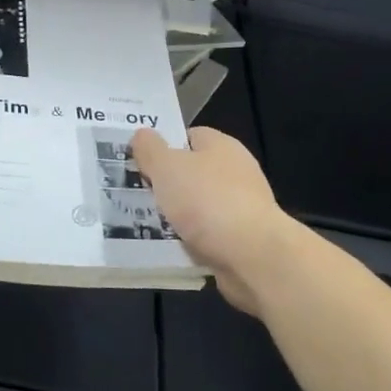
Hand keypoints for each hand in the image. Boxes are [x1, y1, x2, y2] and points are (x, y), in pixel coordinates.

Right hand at [131, 126, 291, 315]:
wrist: (253, 256)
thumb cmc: (207, 201)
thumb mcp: (166, 167)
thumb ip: (150, 149)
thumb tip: (142, 134)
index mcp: (221, 145)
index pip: (188, 136)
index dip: (164, 146)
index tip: (139, 162)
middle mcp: (235, 171)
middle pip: (192, 172)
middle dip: (167, 185)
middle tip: (137, 194)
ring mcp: (242, 207)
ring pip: (198, 207)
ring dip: (176, 216)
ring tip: (146, 224)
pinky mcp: (243, 239)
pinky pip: (207, 235)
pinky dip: (190, 241)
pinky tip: (171, 247)